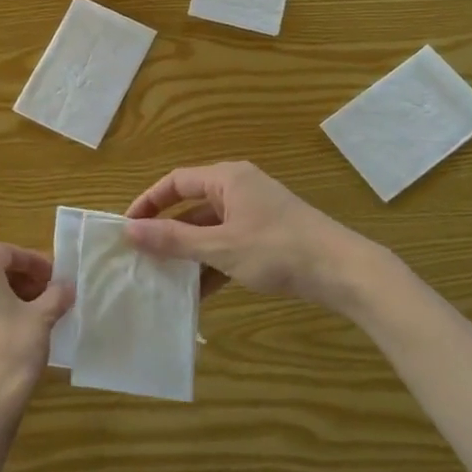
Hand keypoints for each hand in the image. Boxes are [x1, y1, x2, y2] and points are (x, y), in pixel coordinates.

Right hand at [123, 161, 381, 308]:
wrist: (343, 272)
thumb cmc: (278, 250)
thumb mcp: (221, 247)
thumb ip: (174, 239)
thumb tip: (129, 230)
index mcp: (228, 179)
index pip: (175, 181)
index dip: (148, 202)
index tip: (127, 227)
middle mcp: (239, 189)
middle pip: (191, 205)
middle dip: (167, 232)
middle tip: (141, 256)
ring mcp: (255, 214)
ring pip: (210, 230)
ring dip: (189, 253)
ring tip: (164, 278)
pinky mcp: (267, 238)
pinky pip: (228, 246)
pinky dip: (212, 265)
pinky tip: (198, 293)